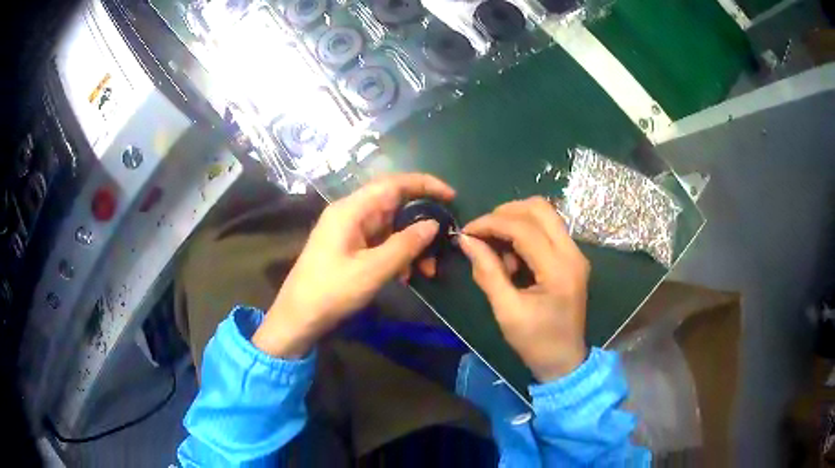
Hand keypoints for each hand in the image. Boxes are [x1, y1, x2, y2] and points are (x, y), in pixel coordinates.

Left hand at [252, 174, 455, 357]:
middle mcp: (351, 213)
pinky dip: (398, 255)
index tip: (451, 197)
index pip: (394, 184)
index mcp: (351, 209)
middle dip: (421, 224)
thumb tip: (433, 224)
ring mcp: (350, 231)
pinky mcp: (351, 247)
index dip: (425, 185)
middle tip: (442, 245)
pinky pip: (382, 242)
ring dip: (412, 245)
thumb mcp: (373, 270)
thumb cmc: (332, 291)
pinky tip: (406, 276)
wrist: (299, 317)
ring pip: (391, 227)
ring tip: (427, 271)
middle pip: (395, 205)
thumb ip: (405, 245)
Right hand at [458, 197, 589, 380]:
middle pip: (540, 208)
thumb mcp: (506, 311)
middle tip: (482, 232)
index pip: (523, 228)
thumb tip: (466, 241)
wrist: (564, 361)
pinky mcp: (573, 257)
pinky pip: (547, 230)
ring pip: (545, 215)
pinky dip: (525, 233)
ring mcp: (576, 253)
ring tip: (499, 251)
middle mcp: (573, 253)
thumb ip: (487, 272)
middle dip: (505, 213)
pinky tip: (513, 258)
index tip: (466, 232)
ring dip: (516, 222)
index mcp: (559, 270)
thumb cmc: (535, 342)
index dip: (491, 224)